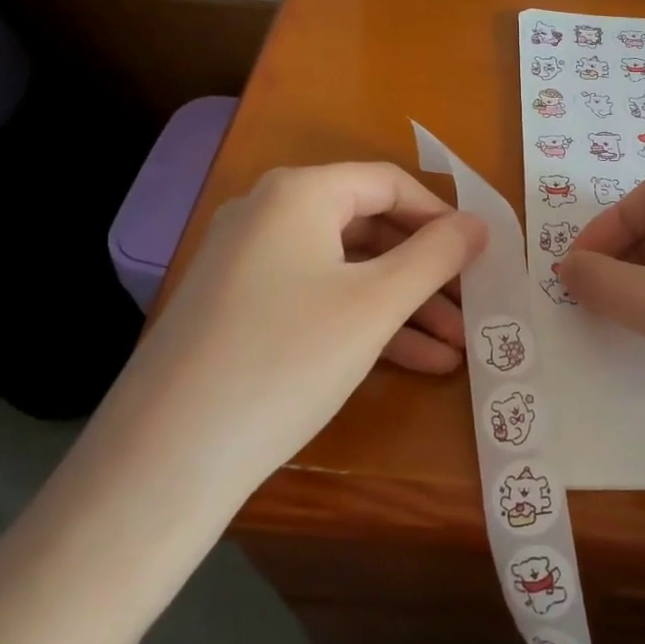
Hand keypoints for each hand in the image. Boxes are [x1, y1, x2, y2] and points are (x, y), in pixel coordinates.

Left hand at [89, 163, 486, 511]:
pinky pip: (316, 299)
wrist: (164, 460)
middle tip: (472, 309)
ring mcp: (248, 263)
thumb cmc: (285, 360)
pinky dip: (363, 323)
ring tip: (456, 349)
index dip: (441, 216)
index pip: (388, 183)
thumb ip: (434, 256)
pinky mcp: (238, 310)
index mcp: (298, 194)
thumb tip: (478, 224)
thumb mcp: (374, 306)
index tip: (480, 255)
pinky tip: (414, 363)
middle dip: (427, 272)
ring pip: (346, 271)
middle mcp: (268, 214)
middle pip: (369, 228)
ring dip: (403, 306)